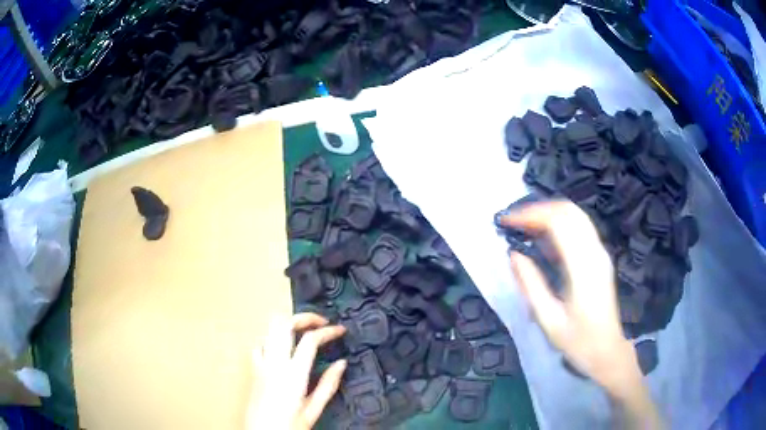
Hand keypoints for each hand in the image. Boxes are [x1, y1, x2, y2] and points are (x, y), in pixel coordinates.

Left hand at [246, 313, 346, 429]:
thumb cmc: (290, 425)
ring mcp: (261, 363)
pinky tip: (283, 349)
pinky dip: (273, 340)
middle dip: (304, 317)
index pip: (310, 340)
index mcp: (293, 374)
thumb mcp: (313, 410)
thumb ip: (328, 385)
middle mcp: (274, 362)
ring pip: (270, 329)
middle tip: (321, 323)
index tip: (341, 330)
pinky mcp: (253, 369)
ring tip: (305, 332)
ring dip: (288, 325)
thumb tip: (342, 363)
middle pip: (284, 323)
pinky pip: (260, 344)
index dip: (327, 331)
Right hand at [499, 200, 638, 392]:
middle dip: (538, 209)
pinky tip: (543, 238)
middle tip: (514, 221)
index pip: (559, 223)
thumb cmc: (578, 341)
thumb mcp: (549, 320)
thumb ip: (531, 285)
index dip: (531, 215)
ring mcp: (601, 253)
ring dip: (549, 213)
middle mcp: (595, 252)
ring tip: (524, 226)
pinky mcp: (600, 257)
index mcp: (583, 268)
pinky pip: (580, 227)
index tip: (507, 221)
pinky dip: (559, 223)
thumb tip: (513, 254)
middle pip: (569, 211)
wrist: (607, 351)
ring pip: (576, 215)